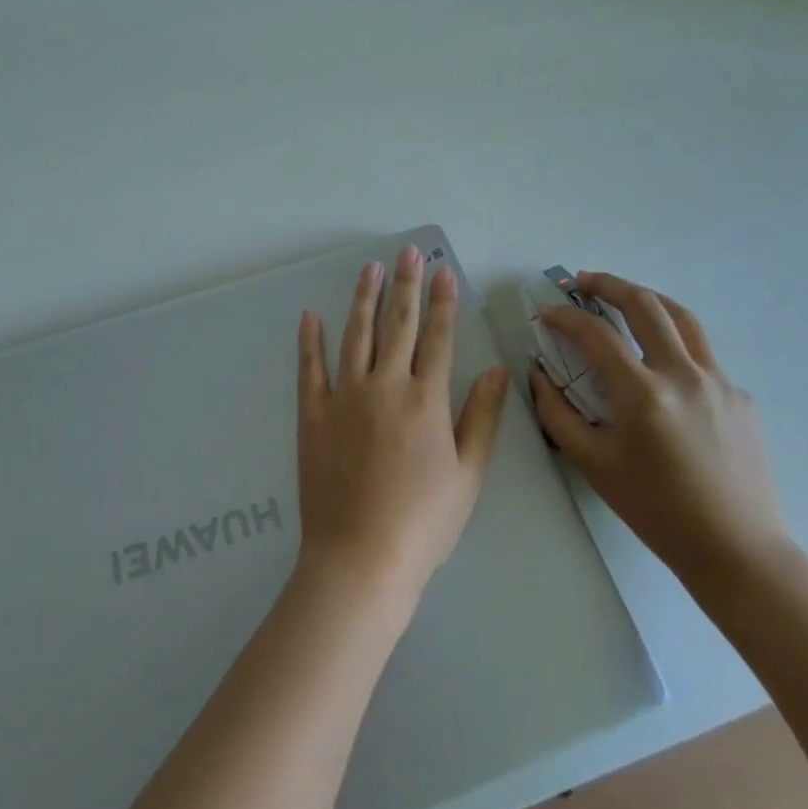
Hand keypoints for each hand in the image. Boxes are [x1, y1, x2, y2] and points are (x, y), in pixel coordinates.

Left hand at [295, 244, 510, 611]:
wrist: (360, 557)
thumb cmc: (423, 522)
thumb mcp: (468, 476)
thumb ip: (482, 418)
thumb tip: (497, 370)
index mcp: (426, 400)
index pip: (439, 337)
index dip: (443, 301)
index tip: (443, 270)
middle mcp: (385, 385)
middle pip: (399, 324)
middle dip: (406, 284)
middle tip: (408, 251)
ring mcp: (345, 395)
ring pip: (356, 334)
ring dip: (364, 298)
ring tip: (370, 268)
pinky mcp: (313, 412)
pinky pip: (311, 367)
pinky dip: (310, 339)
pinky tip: (311, 315)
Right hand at [531, 272, 785, 585]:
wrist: (737, 551)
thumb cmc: (656, 510)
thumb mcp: (593, 463)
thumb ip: (557, 413)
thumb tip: (538, 374)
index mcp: (644, 394)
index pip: (597, 334)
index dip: (565, 317)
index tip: (547, 313)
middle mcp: (684, 375)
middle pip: (645, 305)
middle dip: (608, 284)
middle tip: (581, 281)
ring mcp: (719, 382)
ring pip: (682, 318)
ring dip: (647, 298)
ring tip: (623, 297)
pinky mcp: (740, 396)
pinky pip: (701, 355)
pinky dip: (673, 343)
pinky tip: (660, 367)